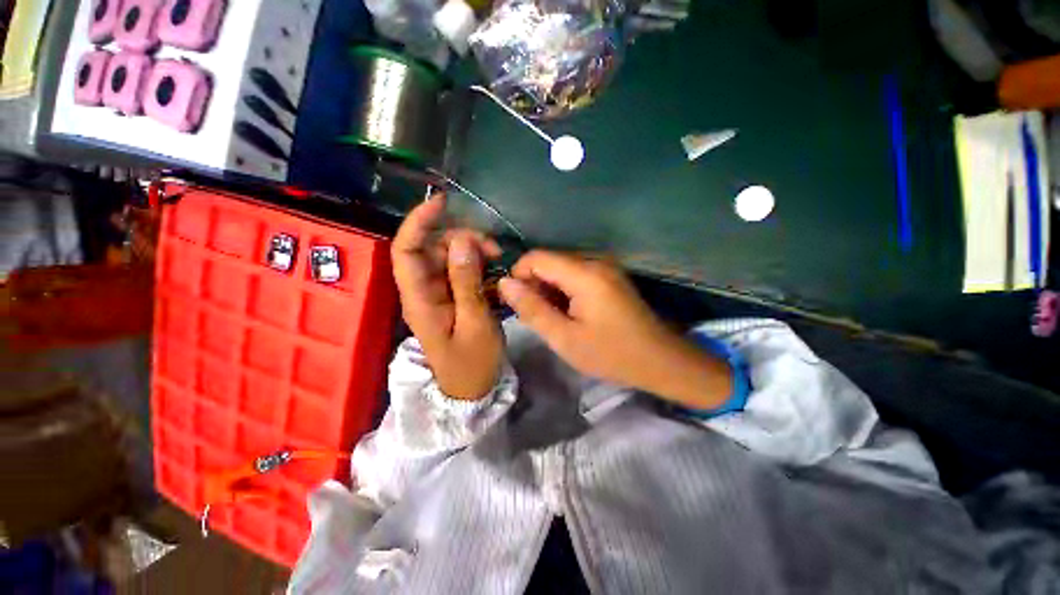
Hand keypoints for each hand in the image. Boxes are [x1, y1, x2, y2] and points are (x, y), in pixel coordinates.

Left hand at [392, 194, 502, 399]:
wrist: (470, 390)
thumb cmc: (472, 364)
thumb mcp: (475, 323)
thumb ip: (467, 282)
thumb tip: (462, 241)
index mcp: (420, 299)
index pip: (406, 250)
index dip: (418, 222)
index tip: (442, 202)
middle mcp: (424, 290)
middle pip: (432, 248)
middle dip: (461, 238)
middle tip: (493, 248)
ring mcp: (439, 293)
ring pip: (449, 257)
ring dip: (473, 251)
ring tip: (498, 259)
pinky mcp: (453, 297)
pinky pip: (461, 270)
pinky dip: (478, 265)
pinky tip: (495, 272)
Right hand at [498, 251, 732, 410]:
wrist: (660, 361)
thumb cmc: (612, 354)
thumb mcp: (565, 338)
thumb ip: (532, 309)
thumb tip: (505, 284)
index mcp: (584, 274)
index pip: (536, 257)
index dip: (519, 275)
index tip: (516, 302)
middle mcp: (595, 261)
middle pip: (549, 261)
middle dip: (534, 285)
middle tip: (535, 317)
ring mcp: (605, 266)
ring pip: (562, 268)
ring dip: (549, 290)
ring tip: (553, 319)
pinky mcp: (610, 275)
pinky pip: (576, 274)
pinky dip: (565, 291)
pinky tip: (570, 313)